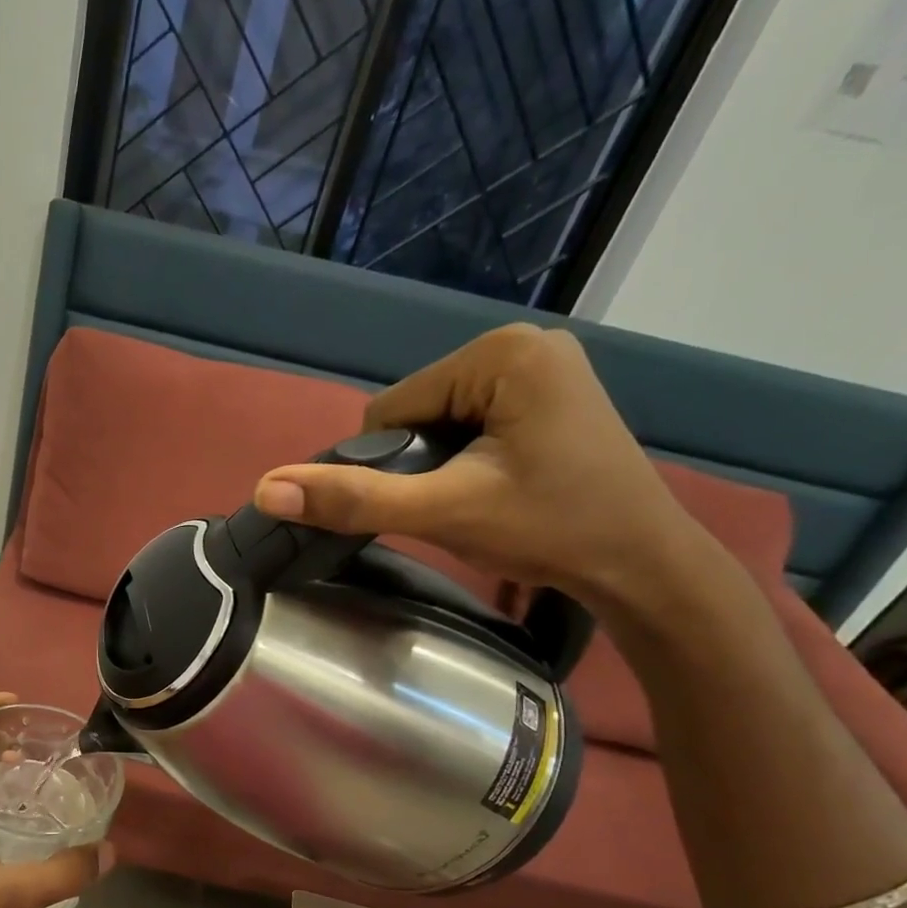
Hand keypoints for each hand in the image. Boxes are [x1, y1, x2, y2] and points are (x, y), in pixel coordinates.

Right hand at [252, 324, 712, 608]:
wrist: (640, 564)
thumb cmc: (549, 530)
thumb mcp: (444, 514)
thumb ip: (355, 500)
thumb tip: (266, 487)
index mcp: (500, 354)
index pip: (391, 409)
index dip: (389, 466)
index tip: (432, 504)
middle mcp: (522, 343)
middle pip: (416, 412)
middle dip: (419, 466)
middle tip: (461, 507)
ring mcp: (541, 366)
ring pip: (440, 422)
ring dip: (440, 467)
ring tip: (481, 501)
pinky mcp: (548, 392)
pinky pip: (471, 423)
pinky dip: (465, 460)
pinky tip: (496, 488)